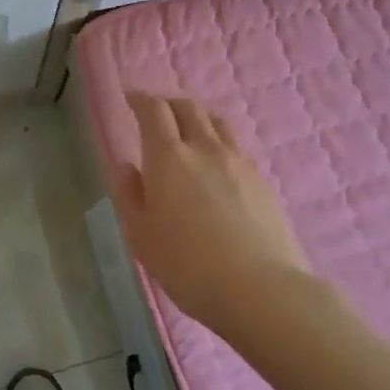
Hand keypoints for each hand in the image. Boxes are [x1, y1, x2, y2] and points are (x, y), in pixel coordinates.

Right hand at [113, 93, 311, 331]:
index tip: (130, 99)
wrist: (262, 290)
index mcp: (169, 157)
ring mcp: (238, 161)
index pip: (154, 110)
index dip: (140, 99)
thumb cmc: (189, 267)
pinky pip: (235, 145)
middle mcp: (204, 148)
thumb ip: (130, 195)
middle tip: (156, 114)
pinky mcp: (262, 179)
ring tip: (188, 132)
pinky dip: (218, 141)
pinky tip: (216, 163)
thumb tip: (127, 165)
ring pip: (216, 121)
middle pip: (187, 107)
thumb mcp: (142, 237)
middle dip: (168, 104)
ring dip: (197, 118)